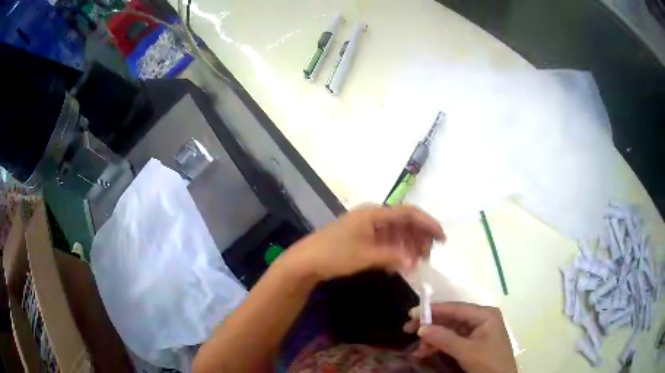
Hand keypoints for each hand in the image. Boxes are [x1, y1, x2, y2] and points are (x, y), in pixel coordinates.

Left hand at [279, 204, 444, 280]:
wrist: (307, 261)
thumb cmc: (334, 254)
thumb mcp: (365, 256)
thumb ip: (392, 256)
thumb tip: (415, 260)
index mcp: (374, 214)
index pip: (407, 213)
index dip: (427, 223)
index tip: (441, 237)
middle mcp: (373, 217)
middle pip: (404, 222)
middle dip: (419, 237)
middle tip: (429, 254)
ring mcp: (367, 228)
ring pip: (396, 233)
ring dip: (409, 245)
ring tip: (419, 260)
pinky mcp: (363, 239)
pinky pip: (386, 242)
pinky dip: (396, 251)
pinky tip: (402, 262)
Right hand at [403, 302, 516, 372]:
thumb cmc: (488, 362)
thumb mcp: (466, 351)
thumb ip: (444, 338)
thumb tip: (421, 328)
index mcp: (484, 314)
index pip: (455, 308)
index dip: (433, 310)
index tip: (411, 314)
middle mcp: (481, 318)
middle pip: (451, 318)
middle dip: (430, 326)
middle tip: (407, 330)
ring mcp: (477, 330)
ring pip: (449, 329)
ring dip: (433, 339)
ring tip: (418, 350)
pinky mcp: (473, 341)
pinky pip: (453, 339)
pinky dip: (439, 345)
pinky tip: (426, 352)